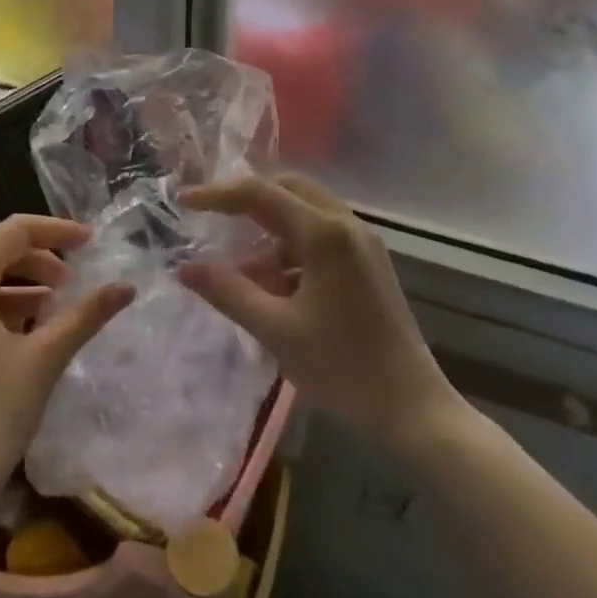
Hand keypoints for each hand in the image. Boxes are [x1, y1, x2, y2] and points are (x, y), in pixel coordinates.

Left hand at [0, 215, 133, 517]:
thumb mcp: (44, 359)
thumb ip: (85, 315)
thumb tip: (127, 286)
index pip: (13, 231)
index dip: (55, 231)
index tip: (90, 243)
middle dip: (36, 255)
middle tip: (72, 276)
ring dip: (17, 279)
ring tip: (56, 302)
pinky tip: (25, 328)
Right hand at [179, 173, 465, 449]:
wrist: (412, 408)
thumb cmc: (342, 367)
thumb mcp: (275, 329)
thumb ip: (227, 291)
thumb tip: (184, 267)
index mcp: (325, 233)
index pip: (260, 194)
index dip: (217, 194)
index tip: (184, 202)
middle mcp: (346, 224)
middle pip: (287, 189)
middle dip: (246, 199)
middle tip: (212, 217)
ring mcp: (362, 243)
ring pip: (304, 213)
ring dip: (269, 230)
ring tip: (240, 270)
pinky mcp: (368, 263)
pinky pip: (320, 237)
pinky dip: (290, 249)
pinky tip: (273, 286)